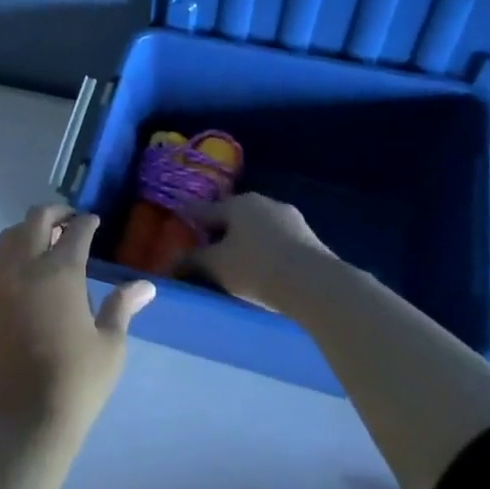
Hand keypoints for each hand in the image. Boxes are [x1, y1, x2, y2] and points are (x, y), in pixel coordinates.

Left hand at [0, 205, 154, 444]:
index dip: (86, 222)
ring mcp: (1, 285)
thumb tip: (144, 286)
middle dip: (54, 212)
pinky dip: (15, 254)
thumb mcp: (110, 345)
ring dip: (28, 230)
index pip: (74, 232)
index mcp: (60, 273)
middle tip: (70, 219)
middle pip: (34, 221)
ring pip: (9, 238)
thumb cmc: (76, 382)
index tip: (94, 221)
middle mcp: (26, 269)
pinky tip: (30, 275)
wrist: (23, 419)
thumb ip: (122, 307)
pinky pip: (0, 264)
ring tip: (48, 241)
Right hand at [188, 193, 336, 311]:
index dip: (188, 222)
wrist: (316, 285)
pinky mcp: (309, 238)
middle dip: (219, 233)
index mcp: (237, 203)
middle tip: (207, 252)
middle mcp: (263, 203)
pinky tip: (263, 270)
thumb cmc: (256, 268)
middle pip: (232, 217)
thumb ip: (192, 260)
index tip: (178, 231)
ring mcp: (290, 218)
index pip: (203, 210)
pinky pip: (276, 241)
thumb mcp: (216, 266)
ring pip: (256, 229)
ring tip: (236, 265)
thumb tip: (172, 260)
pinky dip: (265, 252)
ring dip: (244, 242)